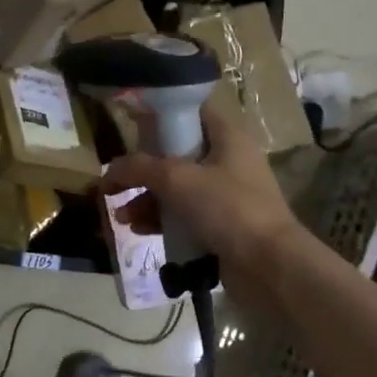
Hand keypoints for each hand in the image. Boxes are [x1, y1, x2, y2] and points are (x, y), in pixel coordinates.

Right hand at [103, 106, 301, 307]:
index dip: (160, 115)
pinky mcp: (220, 225)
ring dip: (146, 199)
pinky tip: (138, 229)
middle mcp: (228, 160)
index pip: (191, 111)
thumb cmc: (226, 208)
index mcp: (227, 137)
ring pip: (176, 188)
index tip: (129, 125)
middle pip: (177, 154)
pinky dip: (160, 219)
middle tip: (115, 181)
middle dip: (143, 169)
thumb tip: (109, 170)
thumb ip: (139, 168)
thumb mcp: (177, 180)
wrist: (267, 264)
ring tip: (120, 215)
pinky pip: (183, 215)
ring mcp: (225, 195)